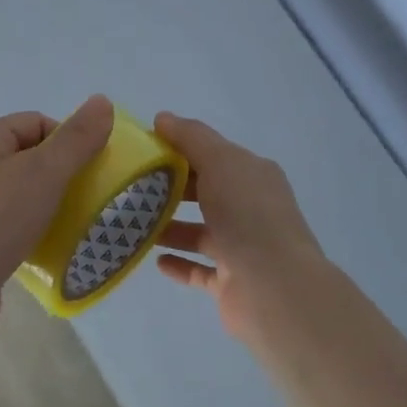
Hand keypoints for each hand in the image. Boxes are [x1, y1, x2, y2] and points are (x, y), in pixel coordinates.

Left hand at [0, 95, 114, 345]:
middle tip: (92, 198)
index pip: (38, 122)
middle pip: (33, 158)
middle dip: (65, 175)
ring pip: (26, 194)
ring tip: (78, 224)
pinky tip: (55, 248)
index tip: (91, 170)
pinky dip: (37, 232)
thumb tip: (102, 101)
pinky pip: (16, 226)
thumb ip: (77, 138)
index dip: (69, 141)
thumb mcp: (44, 171)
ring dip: (54, 206)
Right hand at [152, 113, 329, 343]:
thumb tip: (162, 118)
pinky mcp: (231, 282)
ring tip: (134, 223)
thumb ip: (191, 137)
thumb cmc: (247, 215)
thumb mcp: (220, 161)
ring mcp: (243, 248)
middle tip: (131, 187)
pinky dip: (179, 262)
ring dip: (170, 227)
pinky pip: (200, 269)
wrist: (275, 288)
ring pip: (201, 232)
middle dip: (172, 188)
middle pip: (206, 192)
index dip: (180, 149)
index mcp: (253, 176)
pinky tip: (155, 259)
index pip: (213, 155)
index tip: (143, 150)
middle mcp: (251, 209)